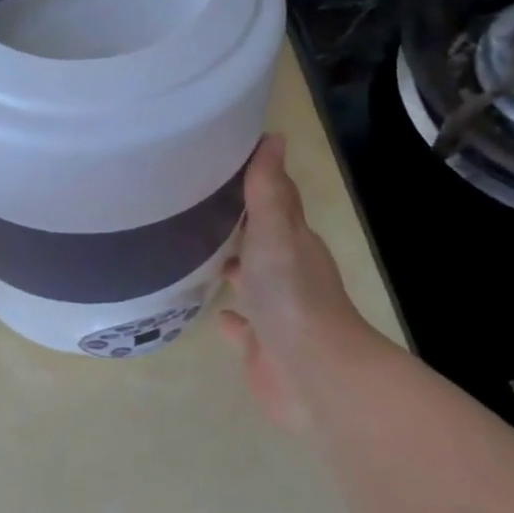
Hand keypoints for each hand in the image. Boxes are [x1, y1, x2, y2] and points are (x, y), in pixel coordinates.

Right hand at [219, 134, 379, 432]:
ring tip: (198, 251)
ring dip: (234, 267)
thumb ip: (268, 189)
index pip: (276, 201)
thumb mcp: (275, 232)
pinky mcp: (262, 347)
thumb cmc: (292, 296)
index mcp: (292, 241)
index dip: (257, 180)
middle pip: (263, 240)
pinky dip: (231, 317)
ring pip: (253, 281)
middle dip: (239, 223)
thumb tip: (274, 137)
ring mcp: (275, 312)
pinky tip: (213, 312)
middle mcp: (287, 272)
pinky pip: (243, 327)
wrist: (314, 375)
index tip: (224, 159)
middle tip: (199, 204)